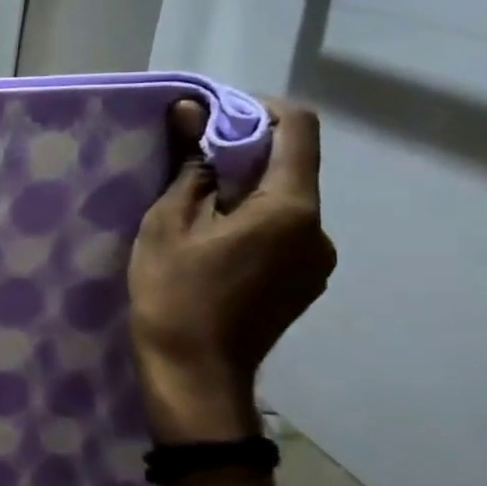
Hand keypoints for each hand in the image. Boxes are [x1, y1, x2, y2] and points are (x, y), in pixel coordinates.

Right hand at [127, 99, 335, 440]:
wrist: (194, 375)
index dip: (256, 110)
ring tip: (194, 212)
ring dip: (244, 192)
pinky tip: (212, 245)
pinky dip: (251, 222)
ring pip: (283, 202)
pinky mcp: (304, 283)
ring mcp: (316, 261)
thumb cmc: (174, 294)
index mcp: (289, 208)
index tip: (210, 118)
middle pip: (290, 167)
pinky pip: (282, 233)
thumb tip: (190, 111)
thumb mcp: (168, 222)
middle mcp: (318, 229)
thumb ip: (188, 163)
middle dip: (242, 154)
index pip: (298, 129)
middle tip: (187, 166)